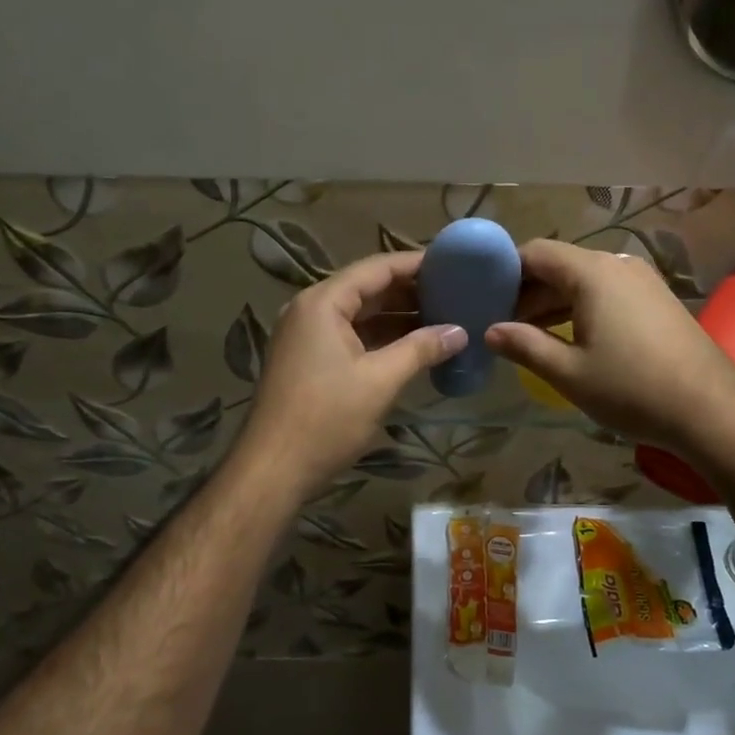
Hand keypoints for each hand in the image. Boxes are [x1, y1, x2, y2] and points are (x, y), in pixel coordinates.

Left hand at [236, 252, 466, 496]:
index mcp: (323, 303)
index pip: (377, 268)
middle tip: (455, 293)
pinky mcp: (308, 361)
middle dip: (410, 292)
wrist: (273, 469)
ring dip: (398, 317)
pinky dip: (381, 339)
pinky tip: (413, 347)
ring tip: (443, 318)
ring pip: (359, 315)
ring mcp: (306, 337)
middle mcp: (310, 310)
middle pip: (367, 289)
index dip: (416, 264)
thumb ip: (421, 349)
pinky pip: (350, 337)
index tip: (454, 265)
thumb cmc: (326, 419)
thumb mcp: (380, 381)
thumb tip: (460, 332)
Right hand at [486, 239, 734, 452]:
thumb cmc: (632, 389)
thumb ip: (524, 346)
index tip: (483, 298)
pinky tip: (569, 337)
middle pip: (559, 264)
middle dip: (527, 291)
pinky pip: (607, 292)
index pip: (535, 252)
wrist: (711, 409)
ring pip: (583, 279)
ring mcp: (642, 280)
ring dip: (553, 302)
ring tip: (528, 335)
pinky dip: (580, 307)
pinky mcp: (657, 299)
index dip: (505, 271)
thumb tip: (491, 331)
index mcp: (592, 273)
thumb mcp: (568, 372)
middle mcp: (617, 264)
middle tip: (501, 324)